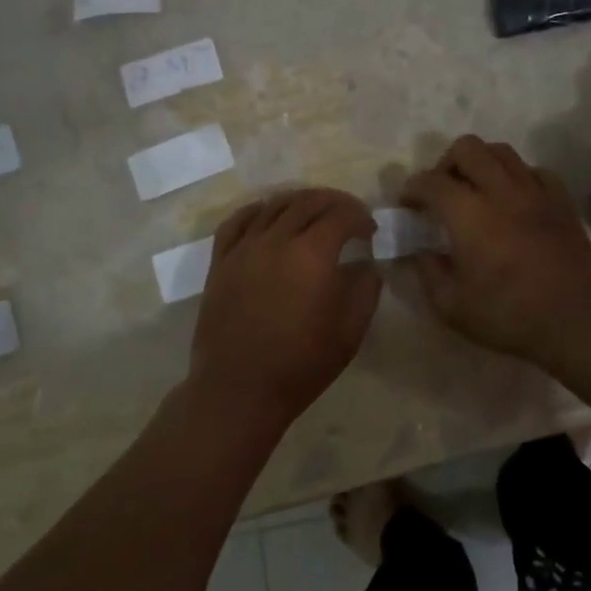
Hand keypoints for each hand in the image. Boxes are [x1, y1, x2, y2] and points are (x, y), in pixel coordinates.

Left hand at [186, 189, 381, 428]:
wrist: (238, 390)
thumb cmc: (301, 365)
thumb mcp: (350, 332)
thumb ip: (365, 290)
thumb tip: (367, 265)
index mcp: (312, 255)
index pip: (341, 216)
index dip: (360, 217)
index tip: (370, 230)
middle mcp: (275, 240)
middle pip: (308, 202)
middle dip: (334, 202)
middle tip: (348, 214)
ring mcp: (243, 248)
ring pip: (273, 205)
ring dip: (299, 201)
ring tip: (313, 211)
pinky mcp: (220, 262)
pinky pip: (236, 221)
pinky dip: (257, 210)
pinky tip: (267, 214)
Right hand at [402, 135, 590, 365]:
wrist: (575, 321)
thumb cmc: (508, 315)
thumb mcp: (451, 306)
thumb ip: (428, 272)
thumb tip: (420, 251)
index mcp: (468, 214)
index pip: (431, 182)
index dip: (412, 189)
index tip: (407, 205)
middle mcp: (500, 191)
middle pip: (467, 148)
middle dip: (446, 164)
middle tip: (443, 192)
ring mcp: (535, 192)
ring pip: (502, 152)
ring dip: (481, 163)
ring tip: (477, 190)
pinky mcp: (562, 201)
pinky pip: (535, 171)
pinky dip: (518, 177)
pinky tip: (515, 199)